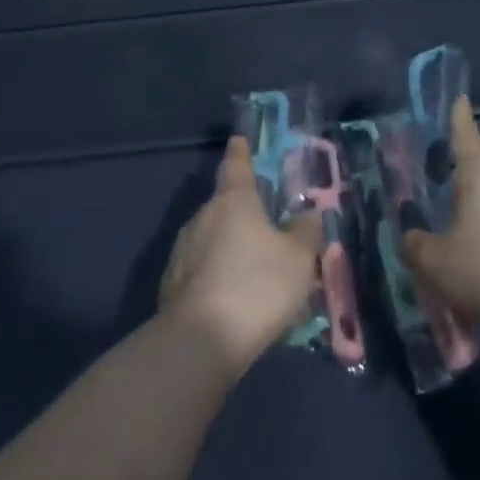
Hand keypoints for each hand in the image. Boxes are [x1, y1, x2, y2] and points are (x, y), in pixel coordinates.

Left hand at [160, 137, 322, 372]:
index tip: (238, 141)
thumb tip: (307, 216)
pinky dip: (218, 275)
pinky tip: (234, 298)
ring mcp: (182, 250)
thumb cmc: (258, 285)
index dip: (240, 153)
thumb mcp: (298, 258)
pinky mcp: (172, 282)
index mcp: (232, 202)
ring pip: (213, 239)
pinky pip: (202, 269)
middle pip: (225, 206)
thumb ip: (305, 232)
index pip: (236, 166)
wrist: (202, 339)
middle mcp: (202, 218)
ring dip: (232, 248)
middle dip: (244, 214)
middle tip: (269, 230)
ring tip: (256, 272)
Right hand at [402, 100, 479, 337]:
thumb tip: (411, 238)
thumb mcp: (434, 262)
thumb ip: (415, 246)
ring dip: (476, 206)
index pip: (465, 139)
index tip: (460, 99)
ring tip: (453, 223)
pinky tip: (477, 256)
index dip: (458, 120)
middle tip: (441, 173)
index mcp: (479, 179)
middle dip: (464, 168)